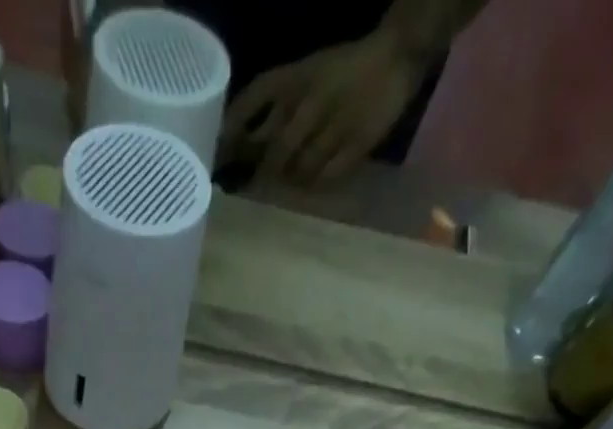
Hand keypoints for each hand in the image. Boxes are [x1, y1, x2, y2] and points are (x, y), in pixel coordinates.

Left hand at [222, 30, 425, 187]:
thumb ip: (270, 112)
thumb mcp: (302, 79)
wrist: (395, 56)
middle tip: (256, 188)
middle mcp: (312, 100)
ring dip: (292, 182)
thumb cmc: (340, 72)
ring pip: (300, 170)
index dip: (233, 129)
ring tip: (291, 184)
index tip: (217, 157)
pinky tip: (314, 182)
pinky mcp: (357, 143)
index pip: (254, 99)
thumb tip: (235, 149)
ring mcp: (335, 123)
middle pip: (277, 151)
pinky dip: (316, 184)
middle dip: (265, 174)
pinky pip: (326, 178)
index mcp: (295, 77)